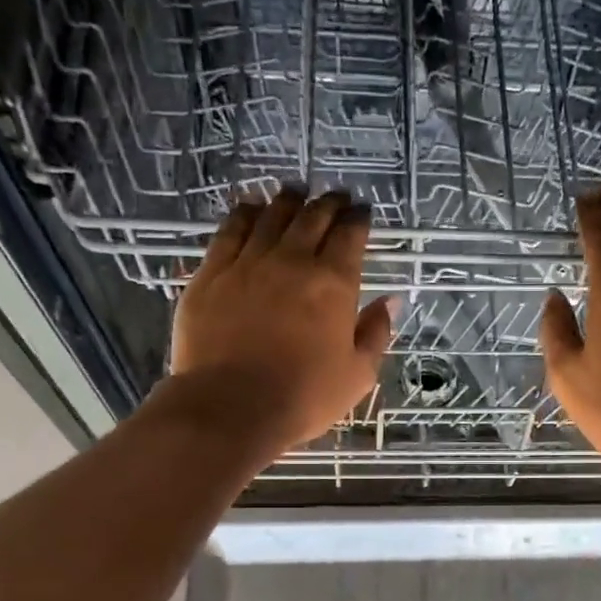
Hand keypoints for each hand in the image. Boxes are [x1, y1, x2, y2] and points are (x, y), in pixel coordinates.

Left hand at [170, 188, 394, 453]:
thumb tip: (389, 301)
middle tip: (335, 198)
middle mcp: (292, 261)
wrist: (230, 406)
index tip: (362, 213)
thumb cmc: (303, 397)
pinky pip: (230, 230)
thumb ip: (375, 333)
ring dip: (288, 201)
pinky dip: (245, 214)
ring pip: (271, 216)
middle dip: (328, 204)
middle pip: (312, 217)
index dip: (359, 220)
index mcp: (333, 284)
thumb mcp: (357, 375)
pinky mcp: (212, 273)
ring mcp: (248, 262)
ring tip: (294, 195)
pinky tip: (250, 208)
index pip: (350, 235)